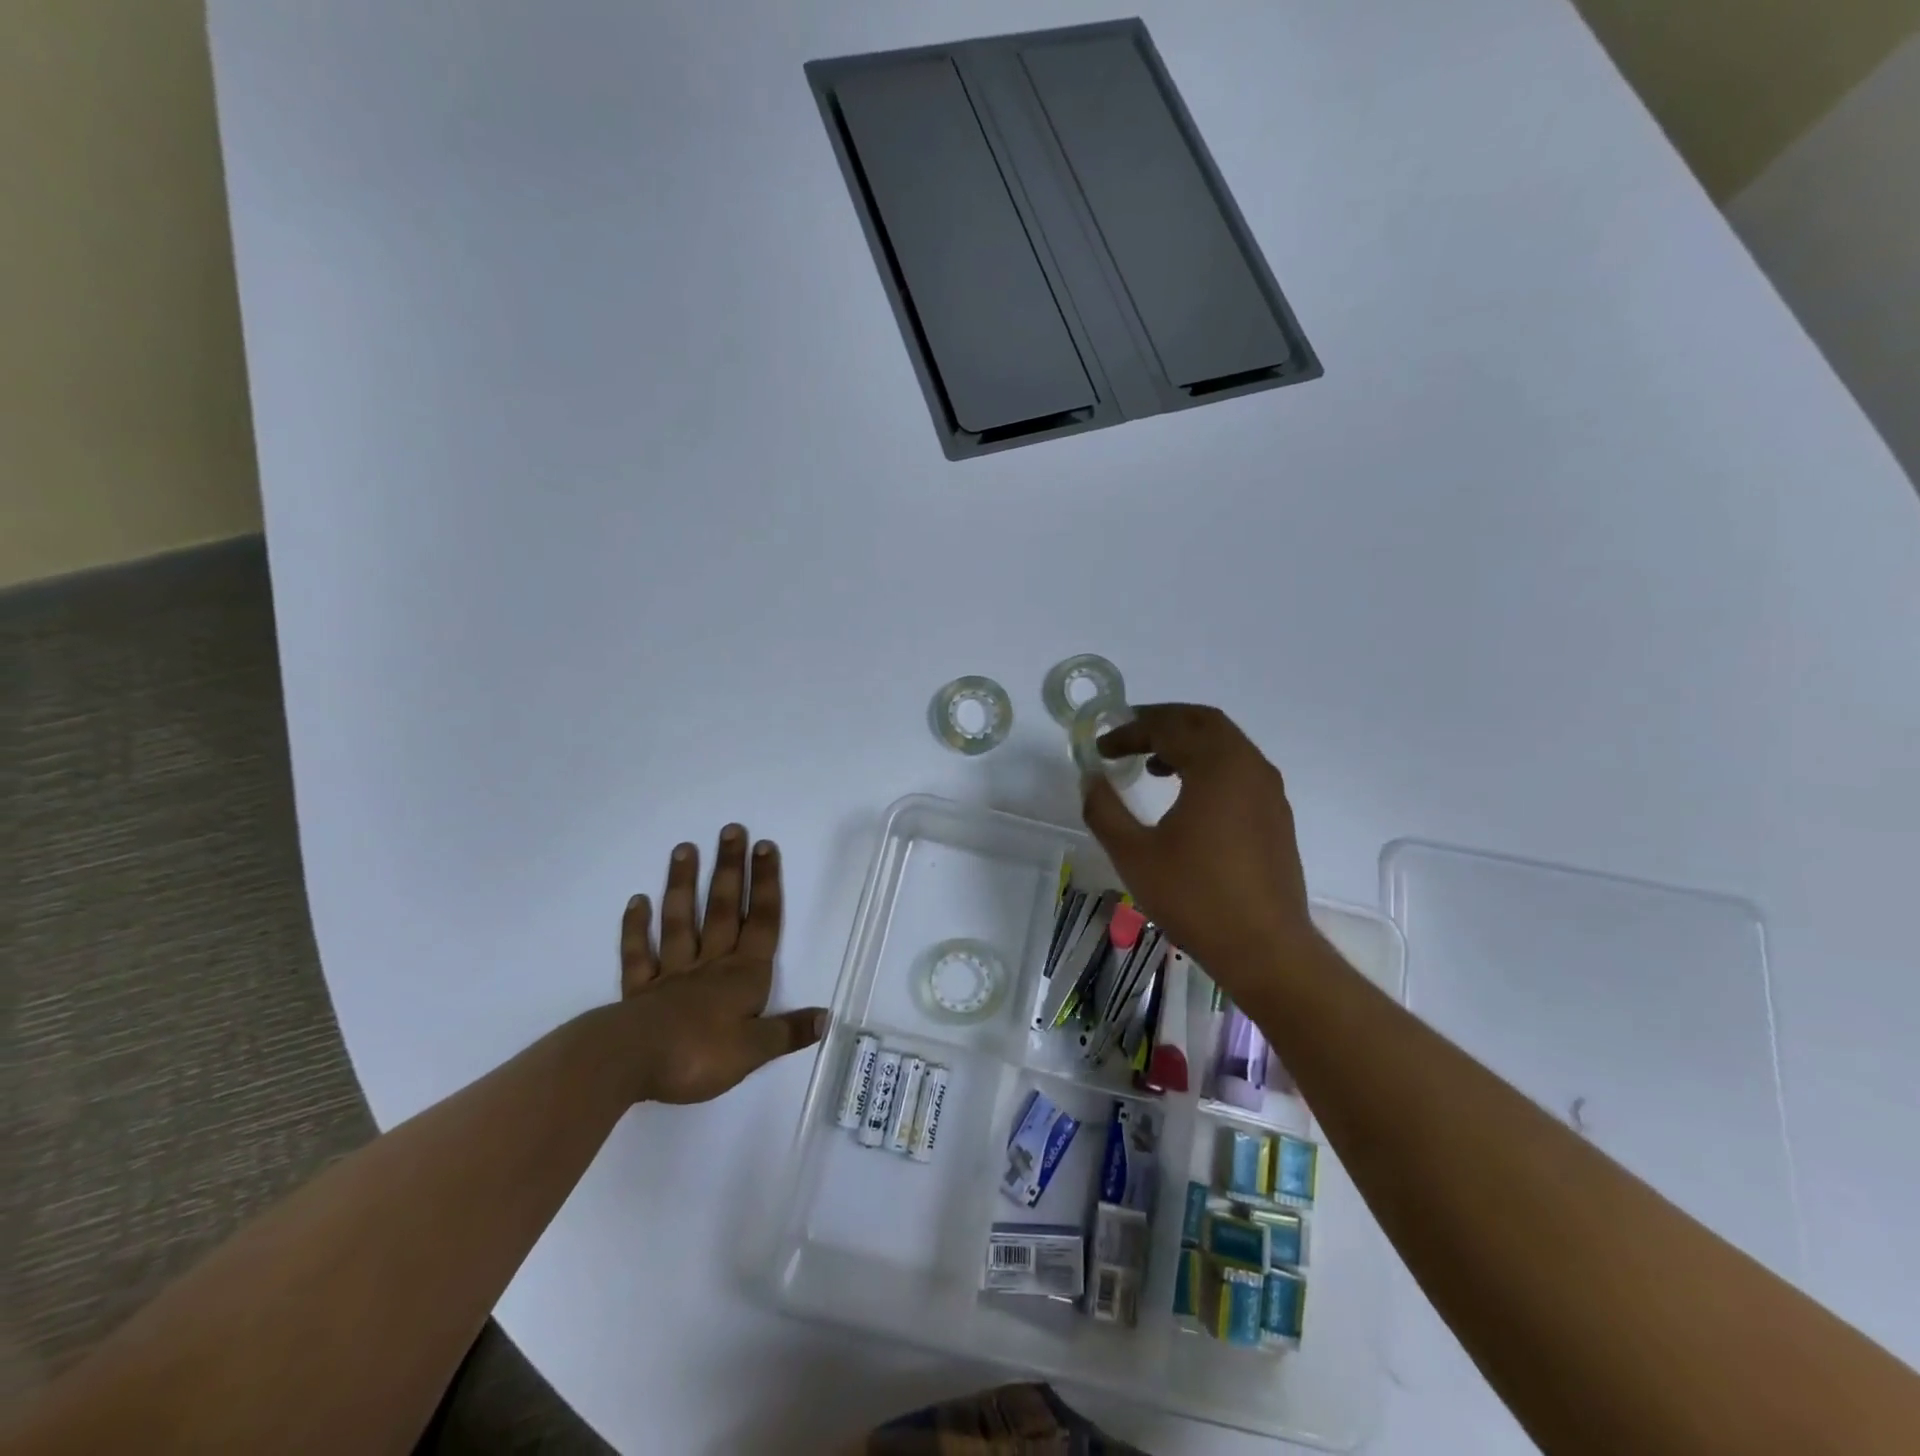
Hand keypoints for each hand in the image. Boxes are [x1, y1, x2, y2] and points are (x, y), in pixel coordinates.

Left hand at [615, 824, 826, 1103]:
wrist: (632, 1063)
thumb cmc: (700, 1054)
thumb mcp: (755, 1050)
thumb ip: (789, 1032)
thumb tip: (827, 1017)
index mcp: (743, 976)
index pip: (762, 922)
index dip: (766, 884)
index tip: (764, 847)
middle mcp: (710, 965)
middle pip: (724, 910)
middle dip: (730, 869)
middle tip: (730, 830)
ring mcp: (672, 974)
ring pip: (680, 921)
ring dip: (684, 885)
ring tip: (684, 849)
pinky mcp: (639, 991)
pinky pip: (638, 954)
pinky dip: (636, 928)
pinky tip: (637, 901)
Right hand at [1081, 705, 1315, 985]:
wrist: (1265, 949)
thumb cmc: (1195, 897)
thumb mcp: (1133, 854)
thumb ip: (1104, 809)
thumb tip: (1089, 779)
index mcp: (1217, 767)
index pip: (1168, 727)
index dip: (1129, 731)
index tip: (1101, 748)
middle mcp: (1249, 767)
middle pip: (1204, 722)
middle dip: (1162, 722)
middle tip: (1128, 735)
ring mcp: (1269, 791)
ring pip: (1226, 744)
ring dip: (1187, 743)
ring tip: (1152, 765)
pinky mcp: (1276, 816)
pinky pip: (1240, 769)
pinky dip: (1209, 765)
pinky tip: (1187, 797)